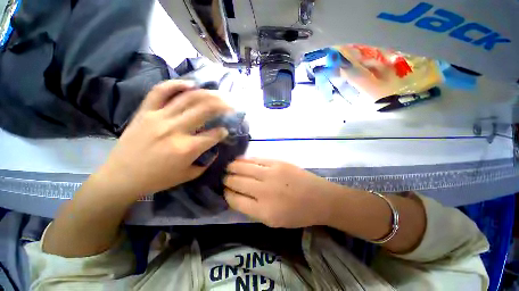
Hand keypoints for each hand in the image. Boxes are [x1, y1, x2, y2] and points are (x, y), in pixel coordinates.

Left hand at [96, 80, 232, 199]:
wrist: (121, 177)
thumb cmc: (157, 179)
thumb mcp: (188, 175)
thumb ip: (205, 162)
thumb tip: (214, 149)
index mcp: (187, 148)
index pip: (213, 135)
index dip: (223, 132)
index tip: (225, 131)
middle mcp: (175, 129)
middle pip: (205, 110)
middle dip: (222, 106)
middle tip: (230, 105)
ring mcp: (159, 117)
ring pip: (187, 98)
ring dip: (207, 94)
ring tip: (217, 93)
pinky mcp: (145, 112)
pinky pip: (160, 92)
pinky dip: (176, 85)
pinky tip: (189, 84)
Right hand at [223, 158, 341, 227]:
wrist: (319, 198)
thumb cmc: (297, 213)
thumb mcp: (273, 221)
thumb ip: (252, 210)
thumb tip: (236, 196)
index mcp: (263, 211)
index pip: (235, 200)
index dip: (227, 194)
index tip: (225, 190)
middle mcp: (264, 191)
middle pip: (237, 182)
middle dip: (227, 180)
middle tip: (225, 178)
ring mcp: (271, 173)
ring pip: (243, 168)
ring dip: (232, 167)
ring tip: (228, 167)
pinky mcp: (277, 162)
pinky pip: (255, 159)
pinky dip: (244, 160)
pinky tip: (239, 160)